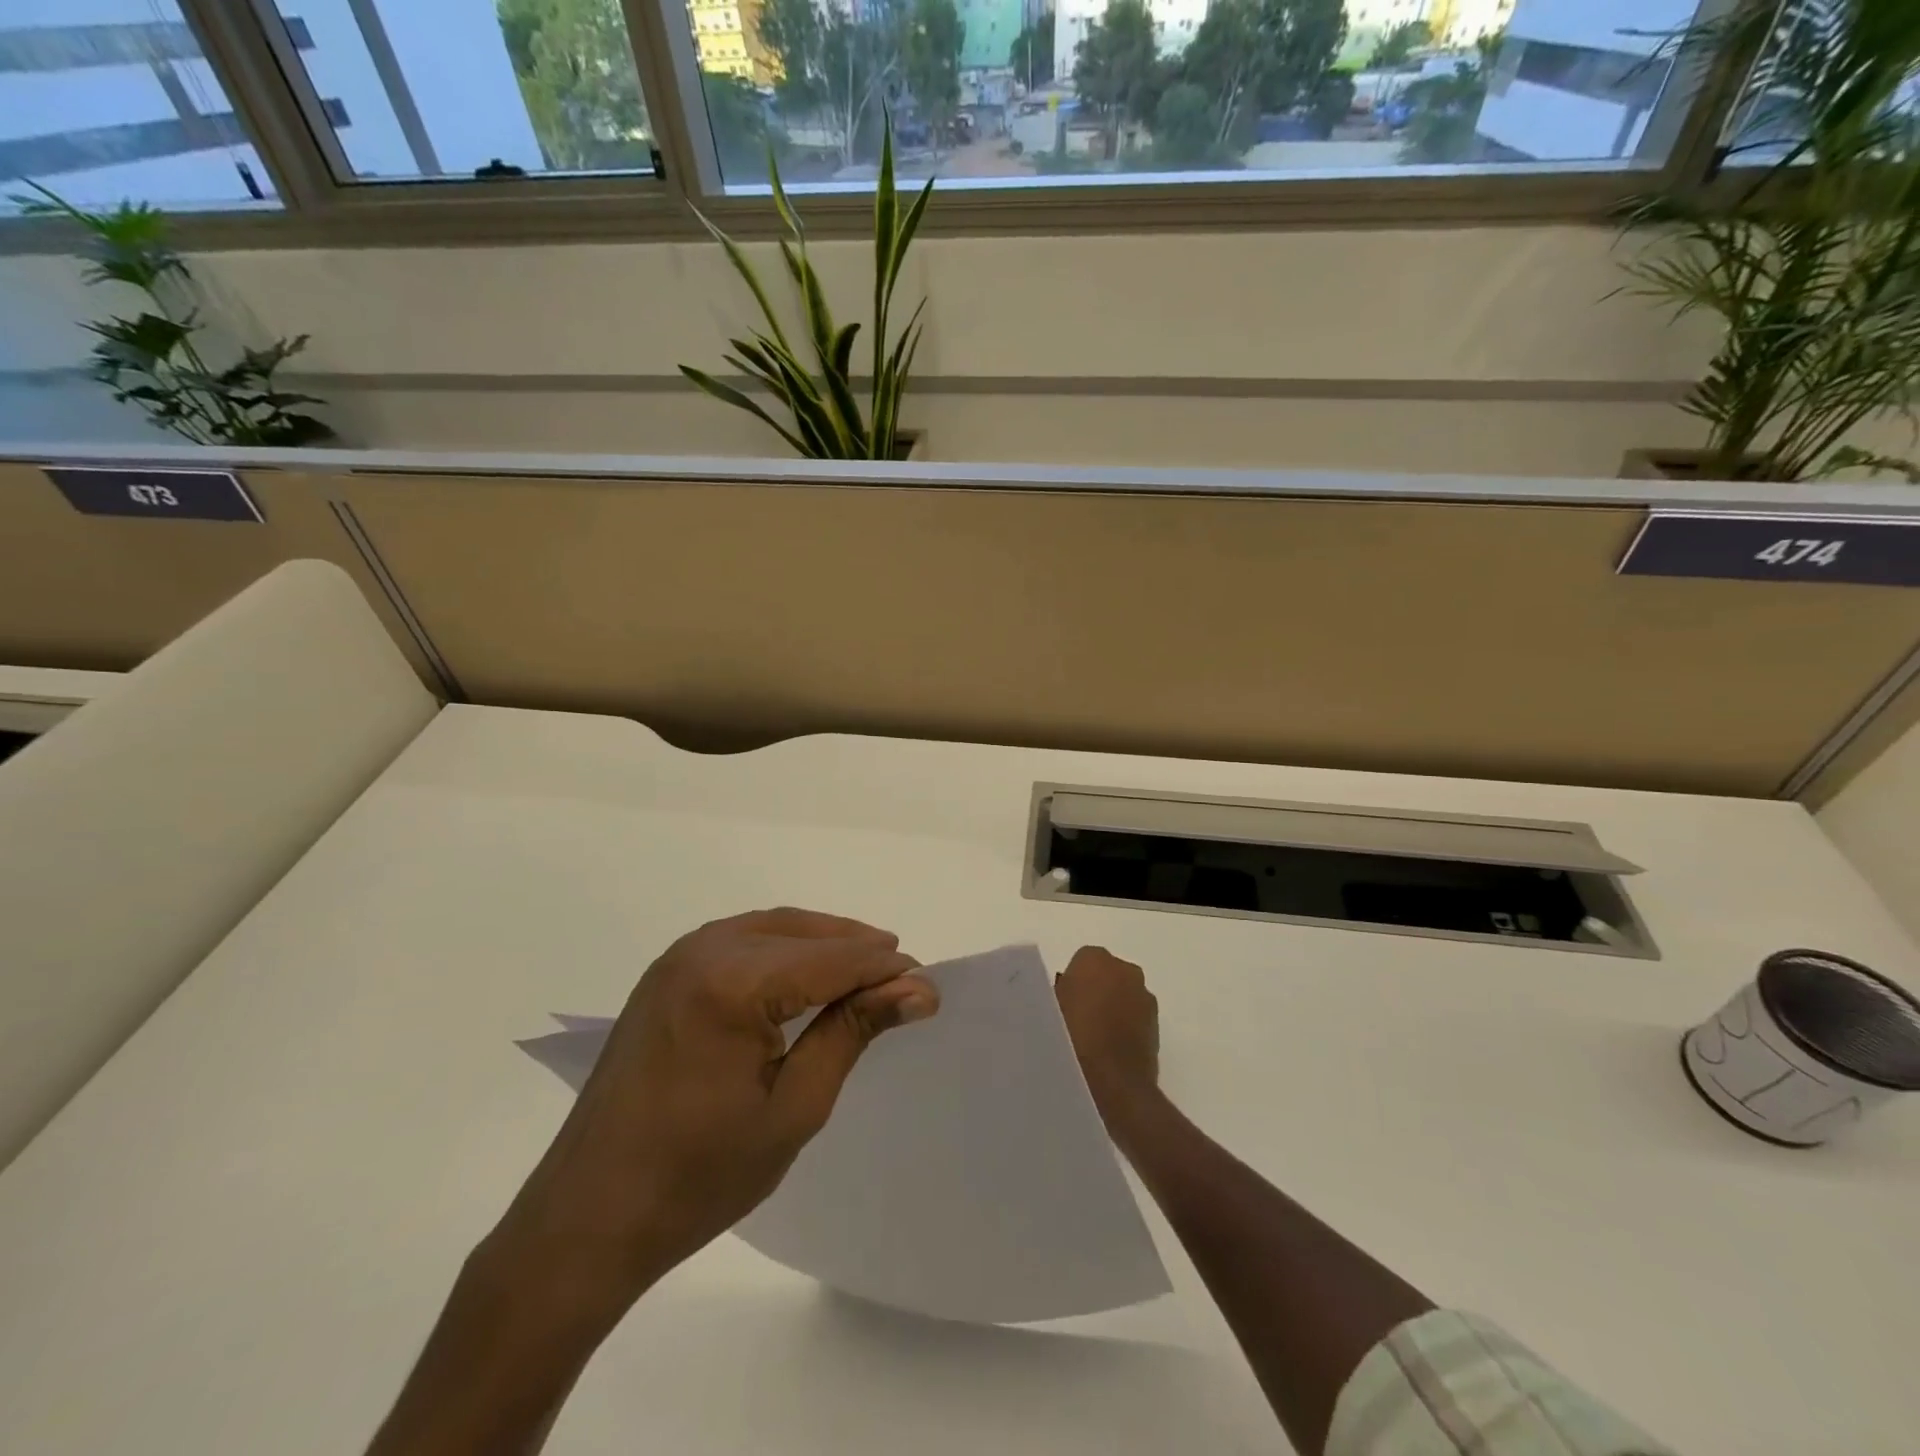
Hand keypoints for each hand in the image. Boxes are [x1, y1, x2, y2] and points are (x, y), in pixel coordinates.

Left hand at [489, 908, 939, 1314]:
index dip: (886, 970)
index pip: (832, 959)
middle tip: (904, 981)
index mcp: (731, 981)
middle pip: (803, 932)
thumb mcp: (794, 1107)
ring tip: (867, 974)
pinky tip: (806, 977)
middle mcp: (702, 950)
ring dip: (823, 944)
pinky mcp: (665, 975)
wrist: (586, 1222)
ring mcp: (677, 958)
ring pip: (773, 928)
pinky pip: (742, 941)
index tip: (930, 990)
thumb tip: (916, 989)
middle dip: (858, 950)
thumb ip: (853, 1032)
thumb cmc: (697, 1178)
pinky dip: (784, 950)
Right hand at [1055, 946, 1159, 1129]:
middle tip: (1077, 1018)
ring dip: (1113, 1008)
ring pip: (1124, 995)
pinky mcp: (1156, 1024)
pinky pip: (1135, 1016)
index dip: (1072, 983)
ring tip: (1094, 1038)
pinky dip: (1125, 1026)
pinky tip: (1110, 1050)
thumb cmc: (1072, 1039)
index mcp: (1095, 959)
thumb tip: (1065, 995)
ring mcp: (1145, 997)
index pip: (1082, 962)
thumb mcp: (1049, 1011)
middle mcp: (1126, 970)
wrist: (1113, 1083)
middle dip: (1096, 990)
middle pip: (1107, 975)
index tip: (1063, 1004)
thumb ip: (1059, 994)